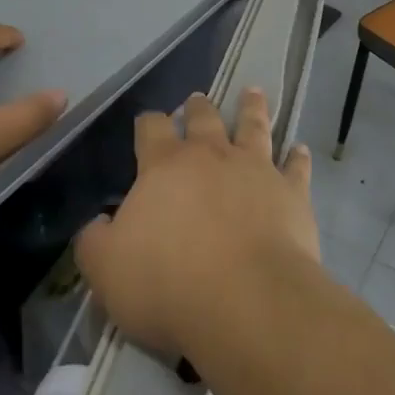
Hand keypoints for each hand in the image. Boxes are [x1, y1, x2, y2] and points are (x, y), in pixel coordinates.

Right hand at [75, 88, 318, 360]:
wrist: (245, 301)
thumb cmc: (168, 283)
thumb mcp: (107, 270)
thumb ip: (94, 243)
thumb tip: (95, 224)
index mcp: (164, 166)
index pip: (152, 129)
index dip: (148, 123)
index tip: (147, 123)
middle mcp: (211, 155)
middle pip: (204, 118)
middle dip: (198, 108)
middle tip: (198, 99)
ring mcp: (255, 169)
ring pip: (253, 126)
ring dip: (252, 109)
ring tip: (253, 92)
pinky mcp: (291, 193)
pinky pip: (296, 168)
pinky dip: (298, 158)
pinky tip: (300, 149)